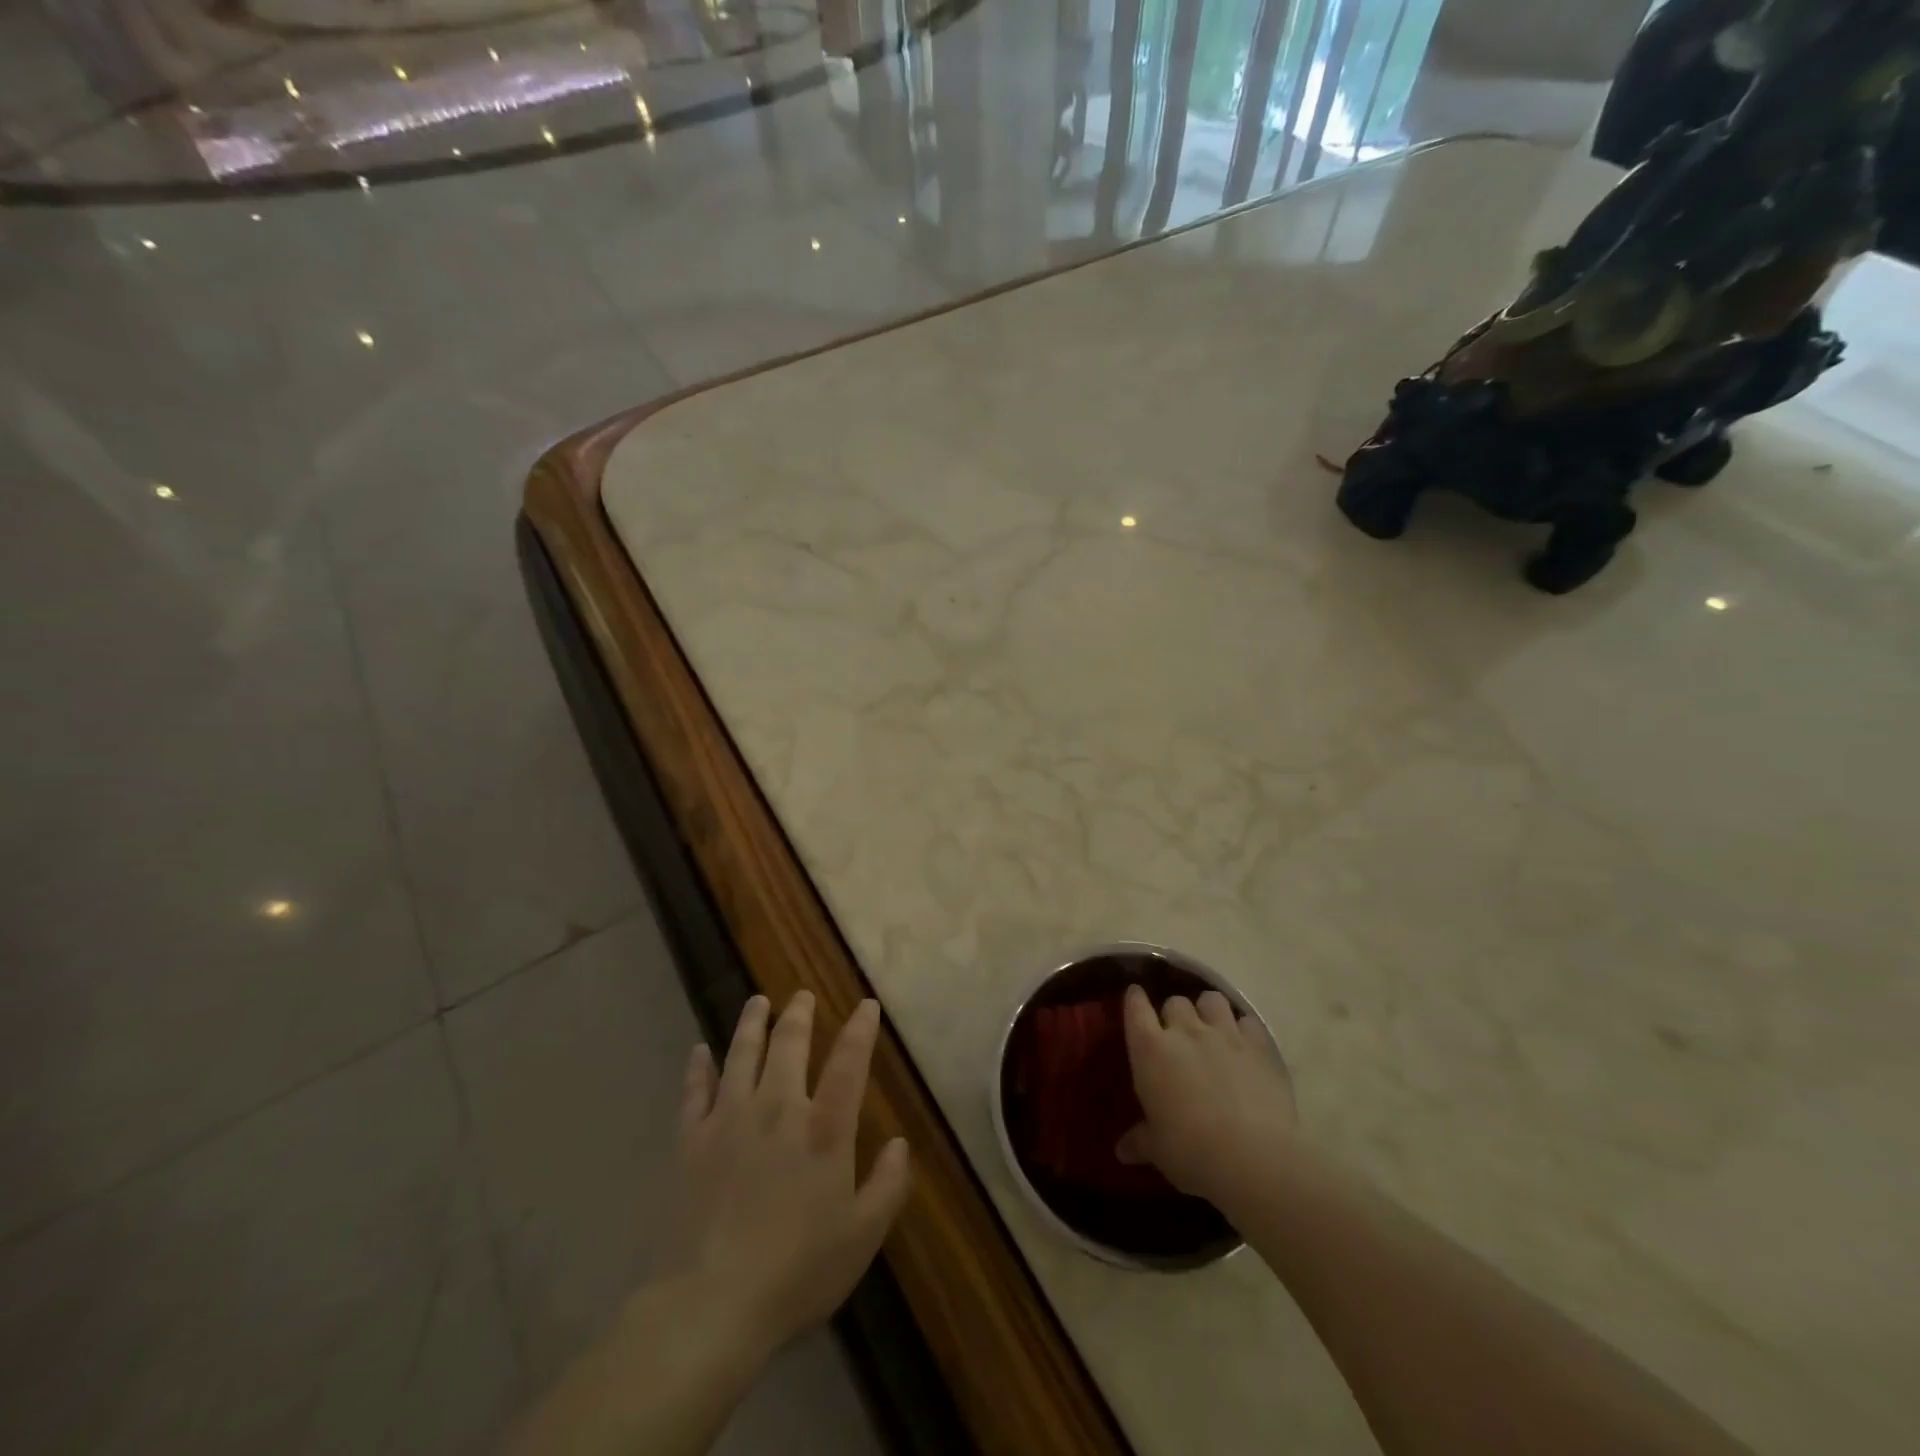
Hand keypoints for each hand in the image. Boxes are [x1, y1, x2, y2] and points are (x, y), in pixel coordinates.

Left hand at [661, 992, 911, 1354]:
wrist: (709, 1305)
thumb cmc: (796, 1272)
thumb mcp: (861, 1237)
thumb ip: (887, 1185)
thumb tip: (900, 1143)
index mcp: (824, 1130)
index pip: (848, 1063)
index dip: (860, 1030)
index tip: (866, 1005)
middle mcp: (778, 1109)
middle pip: (789, 1046)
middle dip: (798, 1015)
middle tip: (801, 995)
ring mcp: (729, 1120)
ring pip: (742, 1055)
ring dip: (751, 1024)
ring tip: (757, 1002)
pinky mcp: (691, 1141)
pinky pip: (694, 1092)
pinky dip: (698, 1068)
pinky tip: (698, 1051)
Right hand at [1117, 983, 1296, 1209]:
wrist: (1253, 1156)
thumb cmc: (1191, 1151)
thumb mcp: (1157, 1149)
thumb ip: (1140, 1141)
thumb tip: (1121, 1151)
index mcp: (1150, 1048)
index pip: (1135, 1007)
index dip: (1135, 999)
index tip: (1135, 997)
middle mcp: (1185, 1030)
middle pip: (1175, 1001)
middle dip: (1174, 1013)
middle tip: (1177, 1033)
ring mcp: (1224, 1033)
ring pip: (1211, 1000)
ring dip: (1208, 1010)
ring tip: (1212, 1028)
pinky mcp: (1259, 1045)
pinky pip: (1248, 1022)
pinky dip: (1244, 1029)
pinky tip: (1245, 1045)